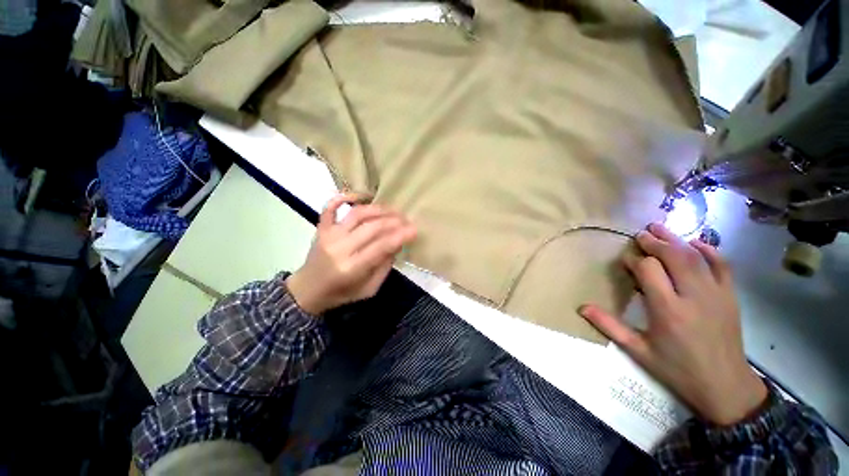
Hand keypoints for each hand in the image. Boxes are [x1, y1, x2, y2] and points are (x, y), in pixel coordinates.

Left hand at [286, 193, 416, 314]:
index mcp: (352, 268)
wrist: (308, 290)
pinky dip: (345, 197)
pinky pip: (331, 207)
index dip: (401, 235)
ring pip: (358, 213)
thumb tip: (397, 244)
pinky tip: (361, 196)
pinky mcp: (322, 228)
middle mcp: (340, 248)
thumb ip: (384, 267)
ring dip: (379, 209)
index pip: (382, 246)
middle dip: (395, 221)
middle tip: (407, 220)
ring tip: (394, 210)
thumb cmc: (341, 293)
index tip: (414, 229)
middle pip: (373, 227)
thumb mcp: (369, 289)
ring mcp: (329, 235)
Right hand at [579, 223, 766, 425]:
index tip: (625, 261)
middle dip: (654, 242)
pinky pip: (722, 265)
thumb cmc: (677, 369)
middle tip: (640, 234)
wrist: (725, 386)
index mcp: (667, 311)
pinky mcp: (730, 296)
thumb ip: (609, 326)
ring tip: (659, 228)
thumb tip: (582, 307)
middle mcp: (693, 297)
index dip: (634, 261)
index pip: (649, 270)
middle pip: (673, 257)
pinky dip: (708, 250)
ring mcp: (716, 294)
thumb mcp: (638, 351)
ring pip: (696, 256)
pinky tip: (695, 242)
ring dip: (676, 239)